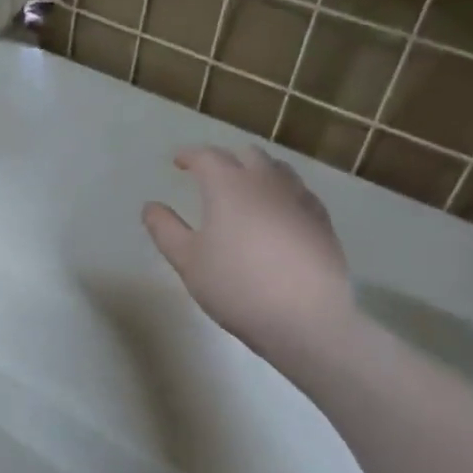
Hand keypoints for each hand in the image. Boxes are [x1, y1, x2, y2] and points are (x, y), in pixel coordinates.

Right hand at [143, 145, 353, 356]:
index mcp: (229, 186)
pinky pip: (298, 192)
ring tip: (245, 188)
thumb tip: (150, 206)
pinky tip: (277, 212)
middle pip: (247, 154)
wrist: (305, 318)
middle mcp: (267, 182)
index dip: (190, 155)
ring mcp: (300, 199)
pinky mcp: (322, 221)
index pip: (207, 156)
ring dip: (257, 171)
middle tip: (210, 174)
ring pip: (277, 169)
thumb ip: (165, 229)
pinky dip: (281, 192)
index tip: (178, 161)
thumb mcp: (187, 261)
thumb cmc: (236, 286)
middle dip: (226, 158)